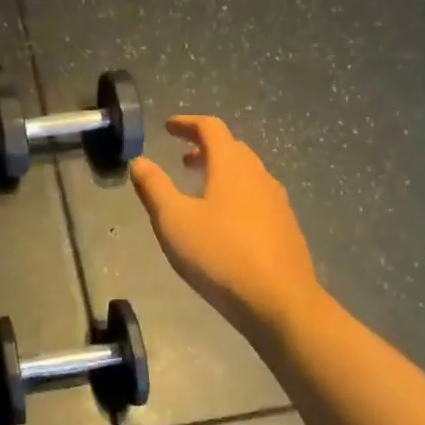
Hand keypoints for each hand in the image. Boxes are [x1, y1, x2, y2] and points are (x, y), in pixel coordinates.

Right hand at [131, 116, 321, 336]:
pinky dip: (235, 192)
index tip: (168, 127)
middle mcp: (258, 175)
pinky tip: (224, 220)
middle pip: (232, 147)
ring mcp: (277, 201)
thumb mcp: (174, 220)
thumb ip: (154, 187)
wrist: (279, 301)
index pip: (211, 128)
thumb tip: (139, 161)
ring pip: (246, 172)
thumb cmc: (220, 255)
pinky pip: (256, 195)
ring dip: (221, 170)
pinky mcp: (285, 226)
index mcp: (231, 166)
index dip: (187, 123)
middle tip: (181, 157)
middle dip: (205, 147)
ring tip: (199, 187)